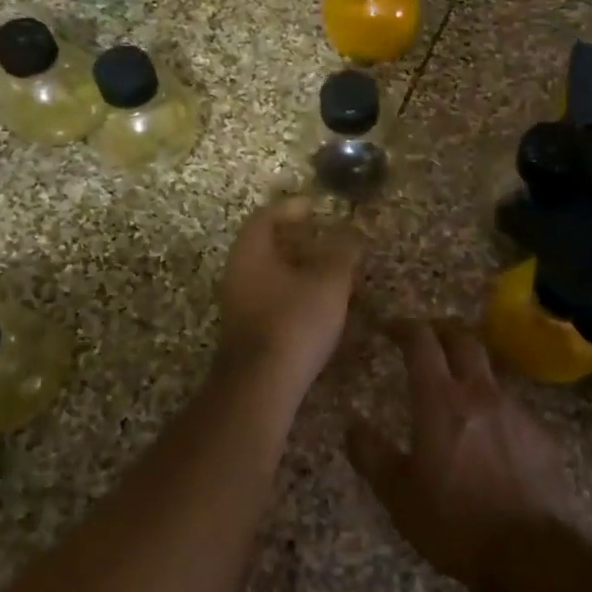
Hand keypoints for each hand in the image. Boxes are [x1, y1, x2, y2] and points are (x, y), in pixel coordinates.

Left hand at [216, 197, 360, 393]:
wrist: (262, 383)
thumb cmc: (295, 320)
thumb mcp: (330, 281)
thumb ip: (343, 252)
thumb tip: (354, 232)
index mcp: (251, 251)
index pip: (267, 216)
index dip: (292, 208)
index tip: (316, 207)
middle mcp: (238, 273)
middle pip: (267, 246)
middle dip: (298, 241)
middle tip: (327, 239)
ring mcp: (239, 304)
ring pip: (270, 275)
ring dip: (298, 269)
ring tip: (331, 272)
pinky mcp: (248, 330)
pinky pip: (272, 298)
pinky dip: (295, 293)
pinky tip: (320, 304)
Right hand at [346, 321, 574, 591]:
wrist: (532, 554)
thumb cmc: (455, 522)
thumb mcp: (399, 495)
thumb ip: (371, 455)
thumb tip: (352, 425)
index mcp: (441, 401)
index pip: (422, 342)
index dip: (404, 327)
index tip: (389, 328)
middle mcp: (480, 393)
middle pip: (463, 340)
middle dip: (441, 332)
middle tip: (425, 341)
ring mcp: (515, 411)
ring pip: (489, 371)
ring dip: (469, 369)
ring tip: (455, 390)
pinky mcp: (540, 434)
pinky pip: (511, 406)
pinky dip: (492, 407)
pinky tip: (488, 436)